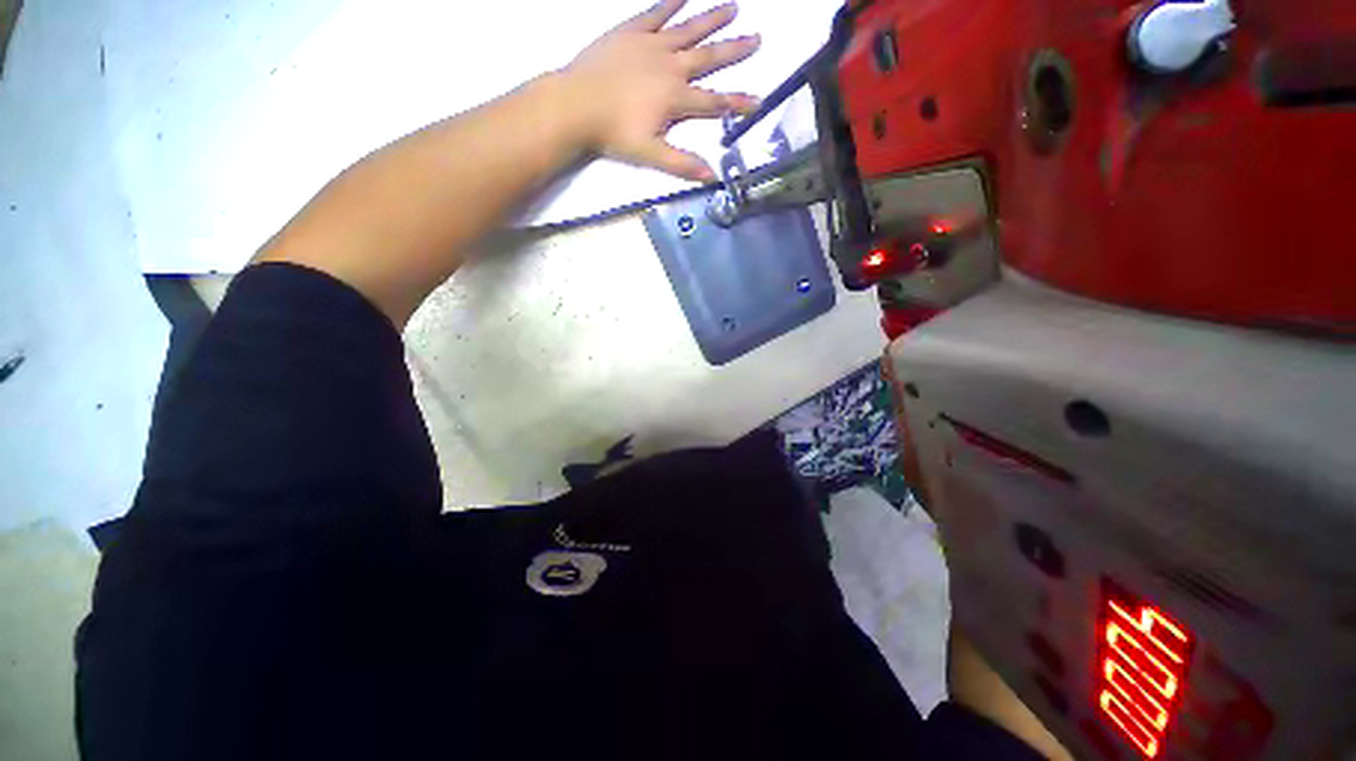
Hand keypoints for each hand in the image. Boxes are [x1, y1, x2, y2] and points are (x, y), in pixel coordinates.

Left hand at [563, 0, 761, 180]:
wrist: (576, 105)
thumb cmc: (614, 133)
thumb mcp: (650, 155)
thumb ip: (681, 163)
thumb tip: (712, 176)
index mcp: (675, 98)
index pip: (713, 102)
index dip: (737, 103)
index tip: (758, 100)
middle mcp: (670, 66)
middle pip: (708, 58)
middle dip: (734, 50)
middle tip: (757, 38)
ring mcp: (651, 45)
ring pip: (688, 29)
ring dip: (711, 19)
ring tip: (733, 7)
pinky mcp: (631, 32)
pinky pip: (655, 13)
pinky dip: (670, 2)